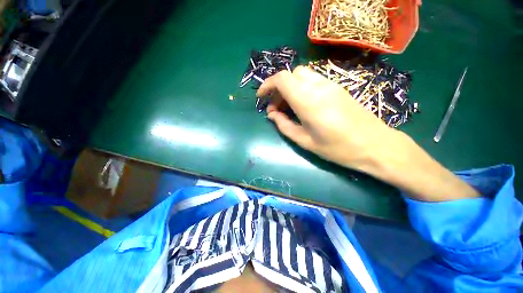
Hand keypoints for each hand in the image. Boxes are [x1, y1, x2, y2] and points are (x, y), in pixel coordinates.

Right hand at [257, 66, 400, 172]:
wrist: (375, 145)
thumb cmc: (337, 148)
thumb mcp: (305, 141)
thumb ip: (284, 125)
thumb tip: (271, 114)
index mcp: (308, 101)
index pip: (282, 79)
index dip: (267, 84)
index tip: (261, 97)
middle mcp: (319, 86)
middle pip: (291, 75)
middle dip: (278, 88)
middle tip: (276, 108)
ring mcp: (331, 85)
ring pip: (302, 76)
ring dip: (290, 88)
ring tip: (288, 107)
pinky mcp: (338, 88)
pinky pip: (313, 80)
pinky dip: (301, 88)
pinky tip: (303, 105)